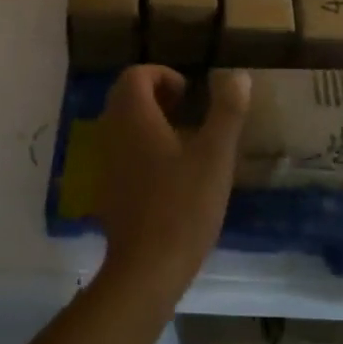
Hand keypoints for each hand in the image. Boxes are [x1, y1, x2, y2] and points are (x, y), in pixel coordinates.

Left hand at [93, 65, 250, 303]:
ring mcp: (105, 162)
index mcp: (133, 118)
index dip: (162, 75)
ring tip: (183, 140)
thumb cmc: (183, 206)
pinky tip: (169, 173)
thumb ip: (227, 112)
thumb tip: (238, 75)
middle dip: (155, 95)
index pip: (135, 75)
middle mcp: (112, 133)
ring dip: (148, 121)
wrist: (146, 268)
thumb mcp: (215, 156)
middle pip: (124, 96)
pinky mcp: (107, 189)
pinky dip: (141, 146)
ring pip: (121, 124)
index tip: (189, 94)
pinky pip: (120, 151)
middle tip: (187, 111)